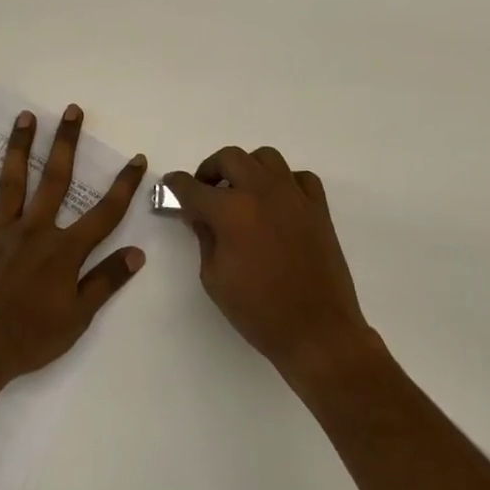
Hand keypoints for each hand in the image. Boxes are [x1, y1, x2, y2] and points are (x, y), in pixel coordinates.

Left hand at [0, 104, 147, 386]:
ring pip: (11, 182)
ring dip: (19, 148)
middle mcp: (34, 231)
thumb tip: (137, 253)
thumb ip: (106, 281)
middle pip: (54, 180)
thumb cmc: (30, 339)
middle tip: (71, 110)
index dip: (123, 185)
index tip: (137, 158)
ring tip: (25, 117)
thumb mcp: (78, 317)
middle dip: (65, 143)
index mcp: (64, 251)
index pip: (103, 213)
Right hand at [163, 147, 376, 385]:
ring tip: (241, 191)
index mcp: (231, 211)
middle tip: (205, 189)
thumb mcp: (214, 278)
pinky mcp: (318, 208)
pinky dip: (284, 181)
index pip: (192, 187)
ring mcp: (294, 196)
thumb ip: (204, 238)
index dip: (175, 185)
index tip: (170, 186)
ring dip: (247, 168)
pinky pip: (299, 177)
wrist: (318, 332)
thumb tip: (200, 216)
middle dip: (210, 169)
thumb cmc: (259, 311)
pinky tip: (277, 201)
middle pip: (229, 157)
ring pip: (266, 157)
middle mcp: (262, 192)